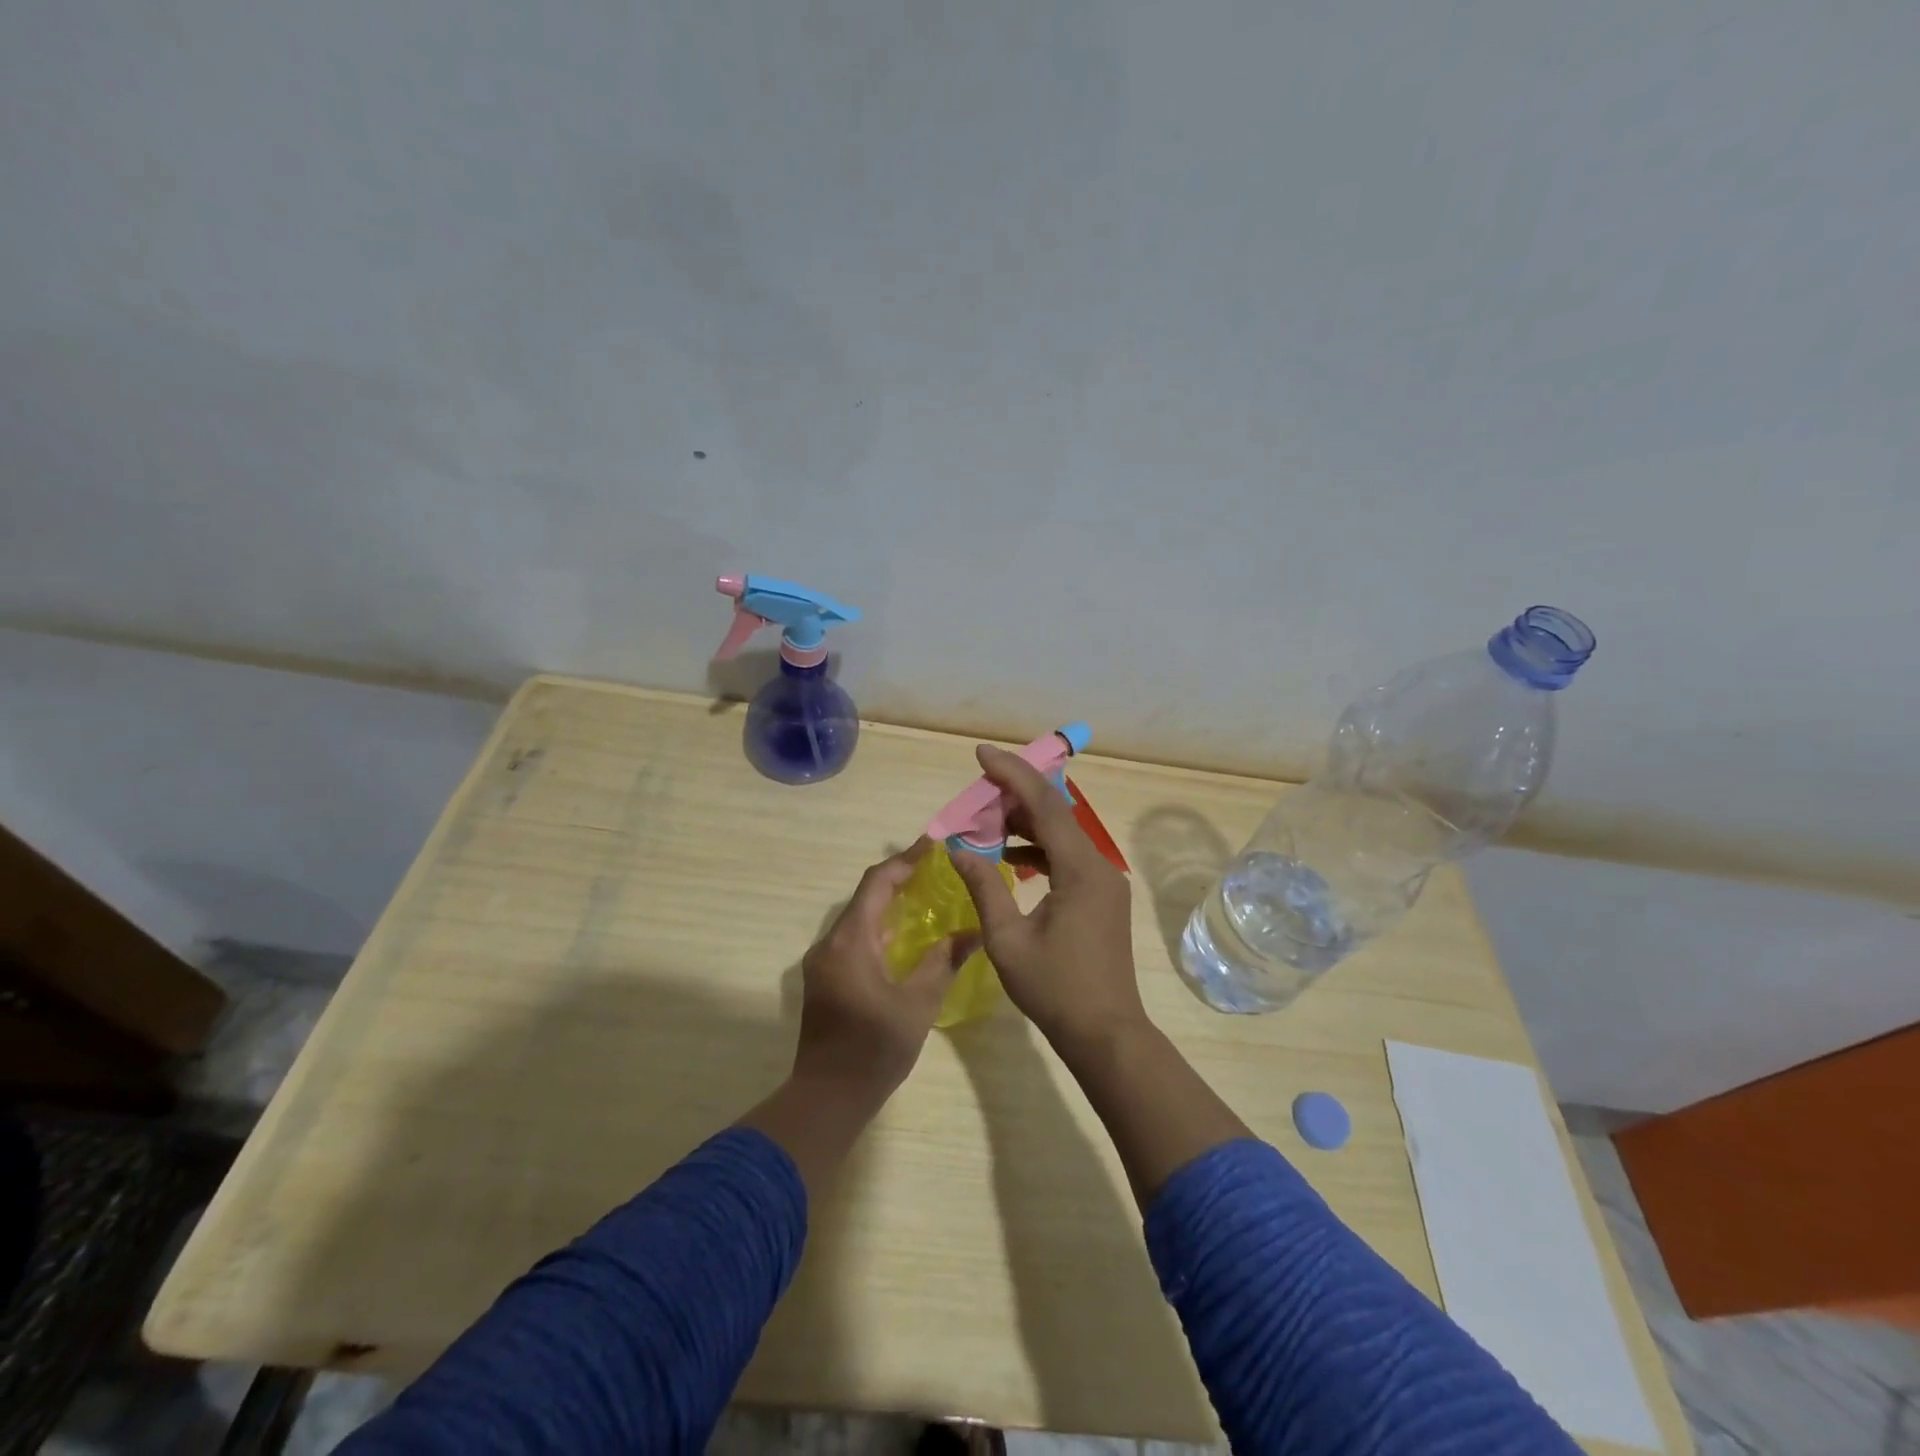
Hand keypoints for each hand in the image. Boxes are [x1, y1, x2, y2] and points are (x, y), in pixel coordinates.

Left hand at [792, 841, 978, 1104]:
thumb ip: (943, 961)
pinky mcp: (825, 978)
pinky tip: (906, 933)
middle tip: (938, 867)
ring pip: (859, 917)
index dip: (905, 859)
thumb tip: (974, 931)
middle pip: (866, 895)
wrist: (828, 1097)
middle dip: (900, 876)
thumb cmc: (874, 1049)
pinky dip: (880, 925)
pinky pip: (854, 937)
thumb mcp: (918, 1003)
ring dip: (889, 902)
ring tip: (928, 893)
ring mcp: (823, 961)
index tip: (934, 844)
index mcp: (849, 941)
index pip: (877, 882)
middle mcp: (830, 943)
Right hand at [950, 745, 1147, 1056]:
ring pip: (1062, 835)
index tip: (982, 754)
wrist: (1106, 1033)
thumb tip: (957, 849)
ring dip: (1026, 823)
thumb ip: (984, 887)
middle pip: (1056, 813)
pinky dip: (1039, 850)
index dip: (1012, 774)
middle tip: (978, 787)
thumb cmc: (1055, 988)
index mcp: (1080, 869)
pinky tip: (1011, 857)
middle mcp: (1099, 865)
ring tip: (986, 819)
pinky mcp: (1102, 897)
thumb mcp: (1007, 939)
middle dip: (1016, 794)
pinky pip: (1068, 858)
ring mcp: (1105, 881)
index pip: (1044, 805)